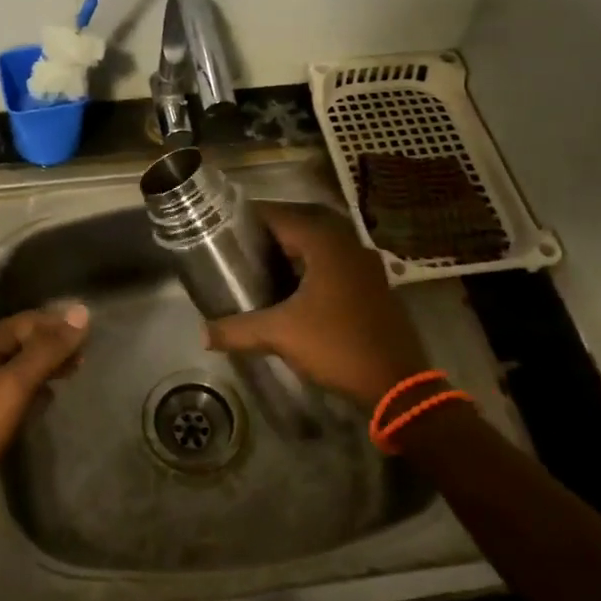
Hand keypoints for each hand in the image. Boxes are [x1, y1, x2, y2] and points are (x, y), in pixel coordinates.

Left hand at [0, 305, 89, 507]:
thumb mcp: (16, 384)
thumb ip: (48, 350)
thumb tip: (81, 313)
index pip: (26, 321)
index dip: (57, 323)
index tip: (88, 332)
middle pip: (20, 340)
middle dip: (52, 343)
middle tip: (84, 354)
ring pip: (15, 363)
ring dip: (44, 363)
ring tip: (72, 370)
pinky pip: (9, 384)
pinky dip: (31, 383)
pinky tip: (46, 396)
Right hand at [204, 202, 427, 407]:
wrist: (397, 383)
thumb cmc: (337, 345)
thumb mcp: (281, 335)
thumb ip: (238, 330)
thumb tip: (202, 334)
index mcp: (327, 245)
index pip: (282, 217)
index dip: (252, 218)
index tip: (225, 226)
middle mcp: (350, 246)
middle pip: (304, 227)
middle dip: (272, 235)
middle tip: (240, 247)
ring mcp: (367, 267)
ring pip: (323, 248)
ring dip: (295, 253)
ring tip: (262, 266)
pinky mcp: (375, 289)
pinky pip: (337, 267)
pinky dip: (314, 270)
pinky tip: (295, 292)